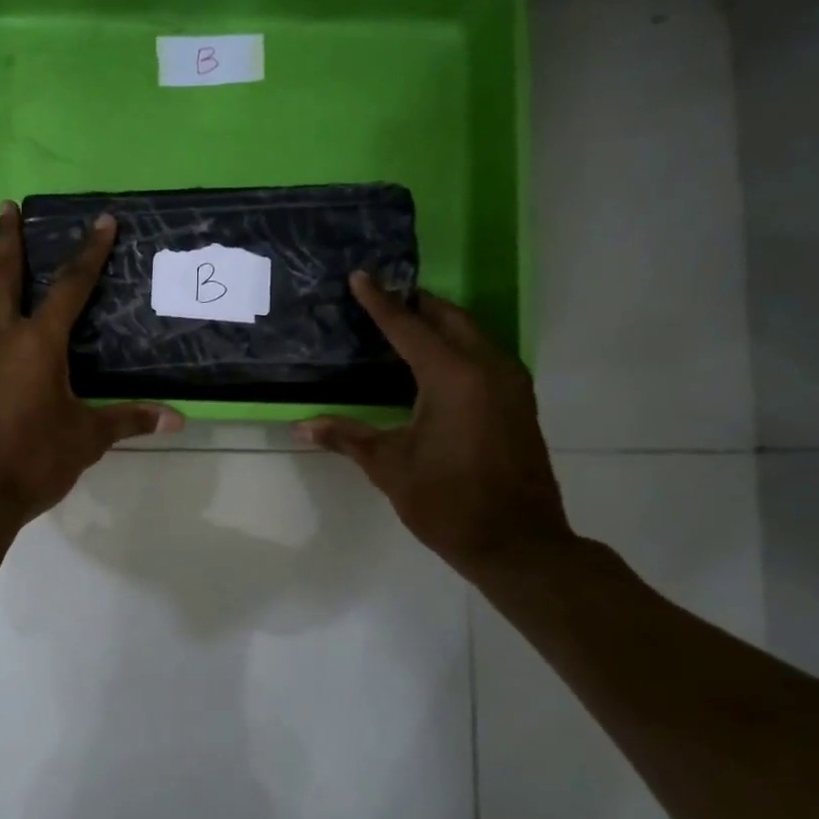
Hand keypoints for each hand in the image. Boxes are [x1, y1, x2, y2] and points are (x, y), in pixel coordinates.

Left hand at [0, 202, 183, 525]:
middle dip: (8, 240)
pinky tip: (14, 341)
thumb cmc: (34, 458)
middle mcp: (2, 340)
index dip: (90, 252)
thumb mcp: (87, 438)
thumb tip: (177, 419)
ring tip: (18, 271)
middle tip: (6, 207)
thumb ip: (128, 420)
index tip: (102, 220)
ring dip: (4, 282)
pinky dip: (2, 324)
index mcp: (37, 343)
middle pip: (5, 278)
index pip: (70, 287)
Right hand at [296, 274, 570, 576]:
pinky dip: (458, 346)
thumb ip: (346, 437)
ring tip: (407, 321)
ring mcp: (511, 384)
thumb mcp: (388, 466)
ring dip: (441, 323)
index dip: (380, 302)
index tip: (361, 276)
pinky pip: (485, 355)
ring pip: (473, 334)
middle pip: (449, 319)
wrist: (518, 543)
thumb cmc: (447, 501)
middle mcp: (487, 368)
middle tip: (385, 295)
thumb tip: (300, 427)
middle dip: (417, 303)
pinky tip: (437, 363)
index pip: (408, 327)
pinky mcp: (519, 402)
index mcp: (452, 376)